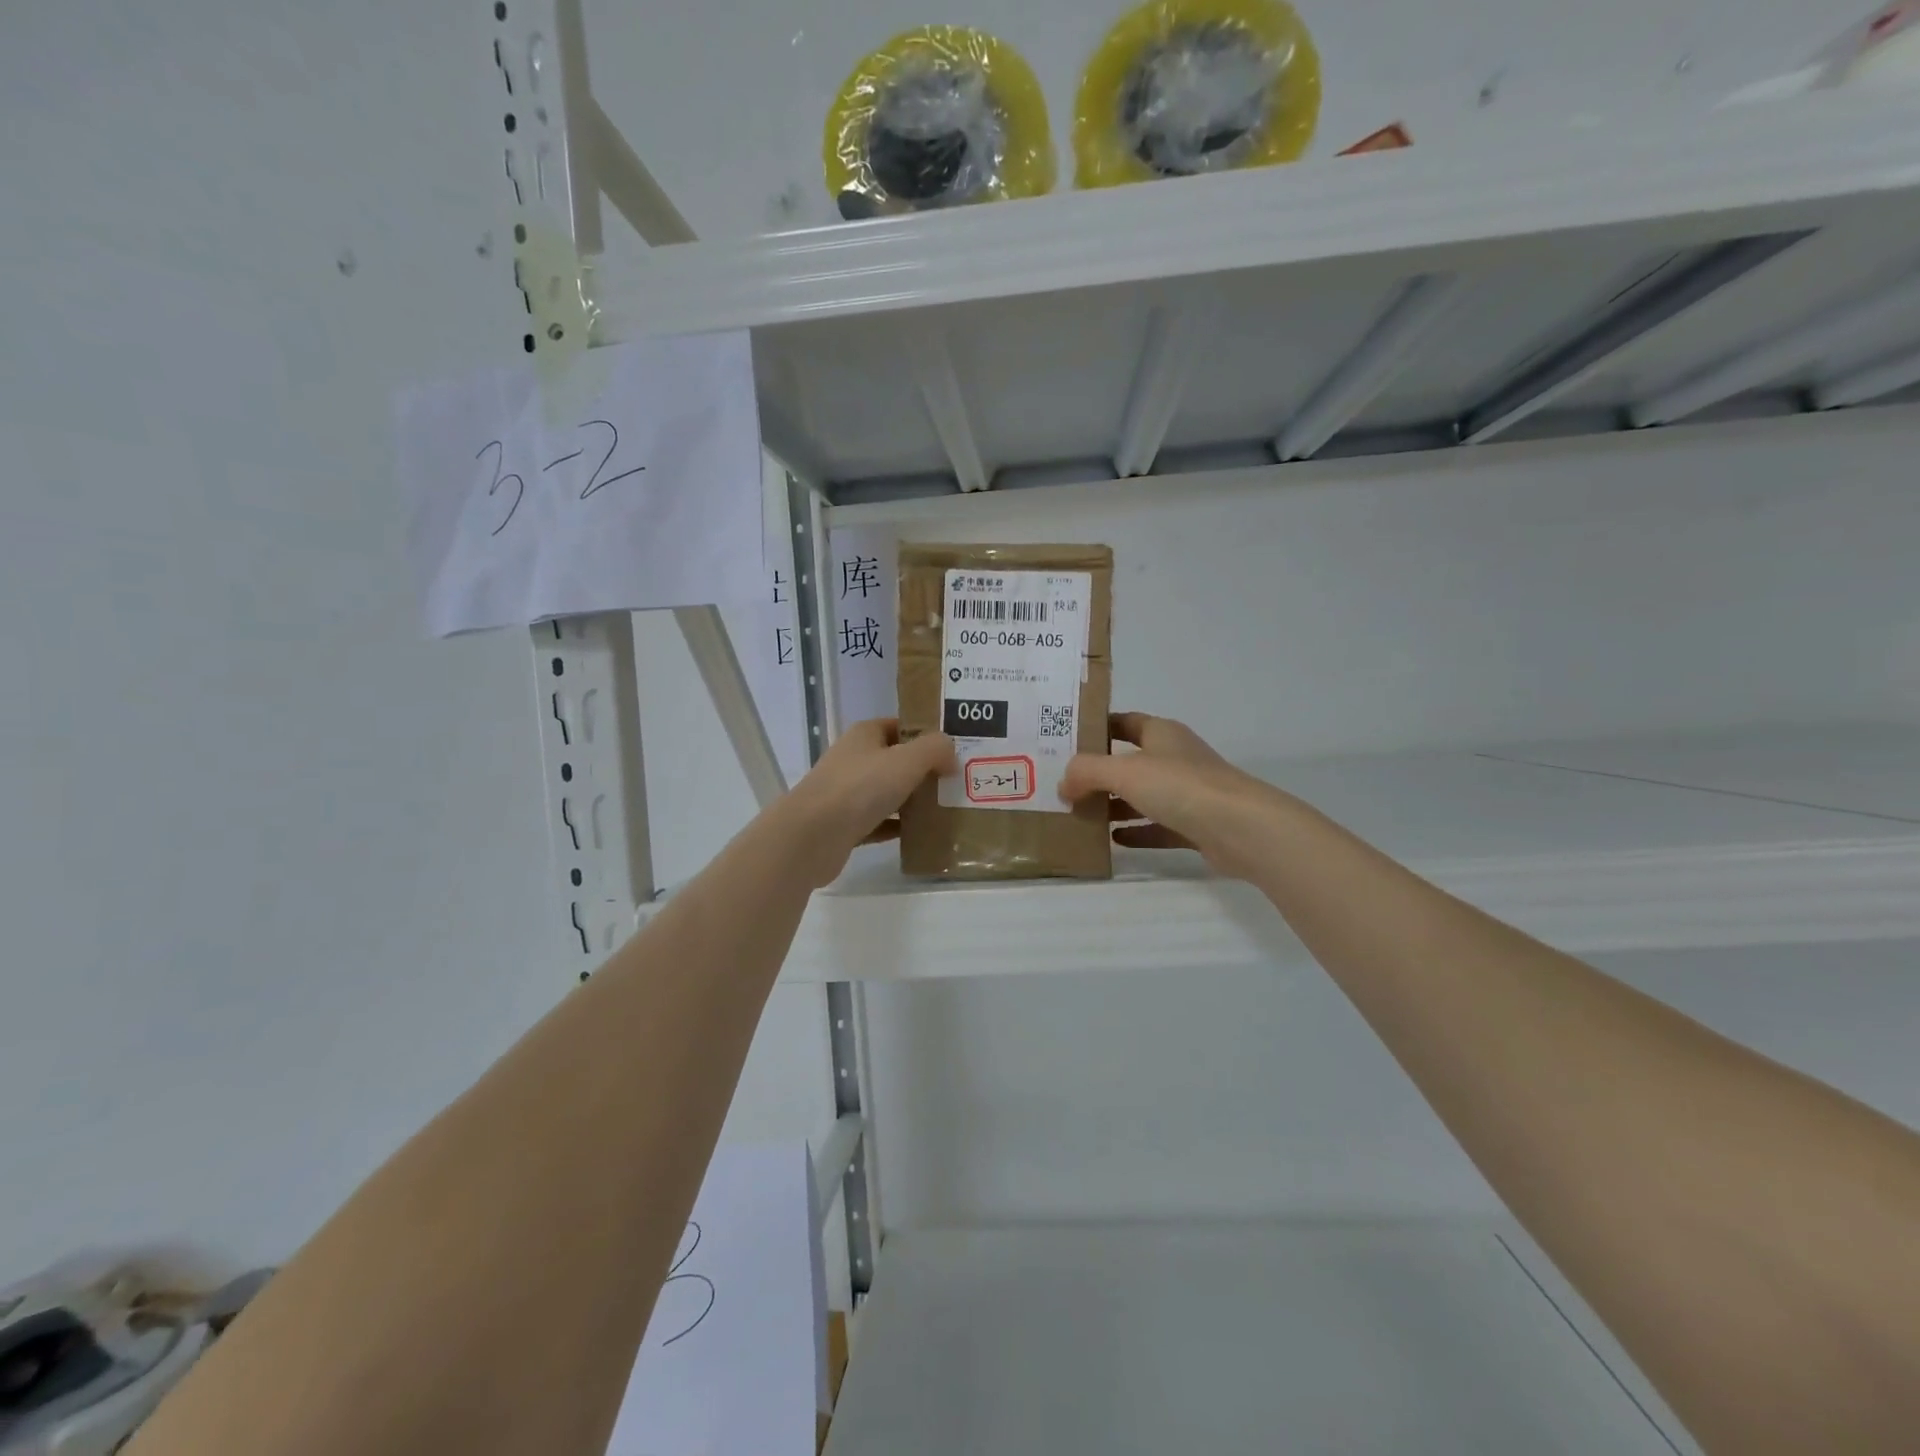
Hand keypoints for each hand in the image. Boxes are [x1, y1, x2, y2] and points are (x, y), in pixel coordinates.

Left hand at [778, 720, 955, 886]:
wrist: (811, 836)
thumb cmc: (860, 788)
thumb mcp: (906, 760)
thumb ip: (935, 749)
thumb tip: (951, 754)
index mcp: (865, 735)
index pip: (901, 726)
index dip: (927, 734)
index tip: (955, 749)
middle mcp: (854, 759)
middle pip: (897, 760)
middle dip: (926, 770)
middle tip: (958, 782)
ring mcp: (847, 793)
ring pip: (889, 792)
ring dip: (915, 800)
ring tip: (948, 808)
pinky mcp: (846, 825)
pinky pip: (881, 822)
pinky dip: (899, 827)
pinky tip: (923, 834)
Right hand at [1059, 712, 1282, 880]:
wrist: (1241, 828)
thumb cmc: (1180, 786)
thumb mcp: (1123, 771)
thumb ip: (1087, 772)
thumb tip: (1063, 784)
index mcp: (1162, 734)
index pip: (1124, 722)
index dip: (1097, 728)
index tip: (1066, 740)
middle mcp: (1175, 758)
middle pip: (1130, 762)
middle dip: (1099, 773)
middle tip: (1064, 785)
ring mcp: (1188, 793)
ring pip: (1143, 796)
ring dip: (1115, 804)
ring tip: (1080, 815)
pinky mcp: (1195, 825)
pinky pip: (1157, 827)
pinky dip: (1136, 832)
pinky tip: (1113, 840)